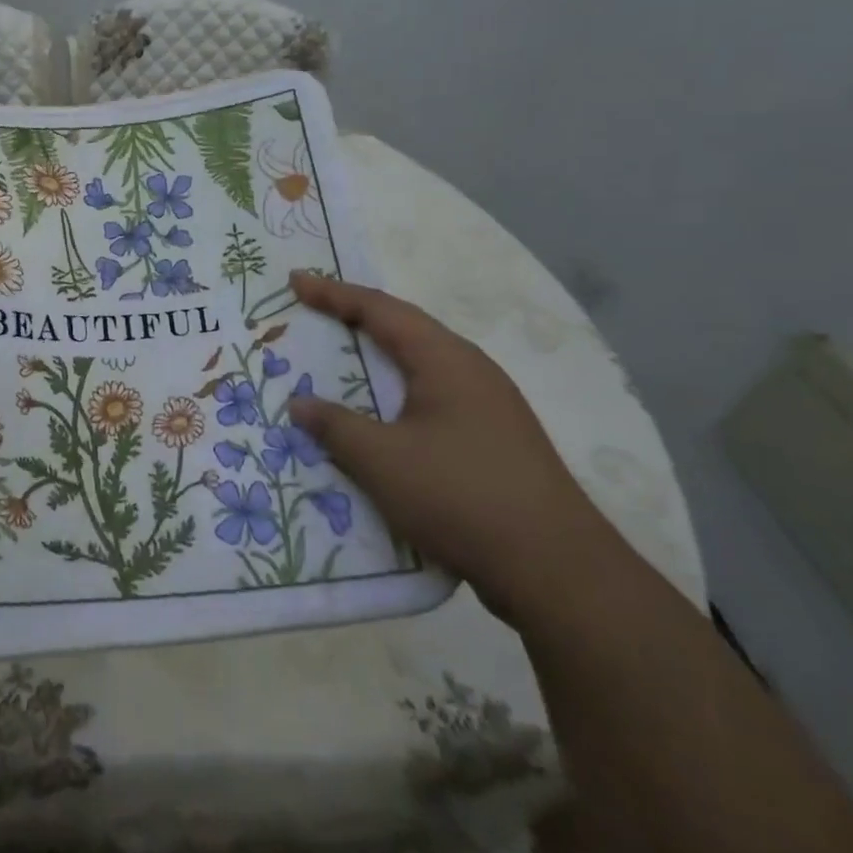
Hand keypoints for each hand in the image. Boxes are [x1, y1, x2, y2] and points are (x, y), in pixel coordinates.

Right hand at [286, 272, 625, 621]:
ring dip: (377, 359)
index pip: (380, 310)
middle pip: (404, 330)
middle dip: (356, 319)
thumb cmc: (460, 496)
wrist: (556, 569)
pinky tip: (381, 419)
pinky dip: (395, 395)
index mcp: (445, 360)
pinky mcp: (493, 441)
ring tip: (340, 361)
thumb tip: (300, 404)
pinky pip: (431, 399)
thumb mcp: (381, 460)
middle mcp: (471, 371)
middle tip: (313, 314)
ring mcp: (488, 407)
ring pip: (420, 366)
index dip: (333, 294)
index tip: (295, 282)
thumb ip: (335, 426)